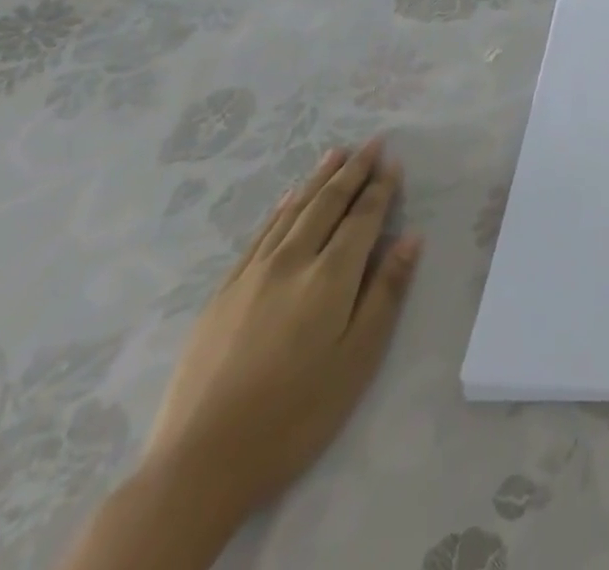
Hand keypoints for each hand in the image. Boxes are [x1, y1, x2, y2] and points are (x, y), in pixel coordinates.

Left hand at [143, 139, 421, 521]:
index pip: (363, 218)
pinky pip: (258, 236)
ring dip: (317, 180)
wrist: (198, 466)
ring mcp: (251, 276)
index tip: (394, 161)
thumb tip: (410, 238)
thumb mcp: (358, 359)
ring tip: (335, 154)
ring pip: (291, 212)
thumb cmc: (296, 414)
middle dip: (353, 171)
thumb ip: (386, 292)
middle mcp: (292, 262)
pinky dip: (279, 210)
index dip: (381, 188)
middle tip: (371, 142)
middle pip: (327, 204)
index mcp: (330, 277)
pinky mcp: (222, 295)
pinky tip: (286, 200)